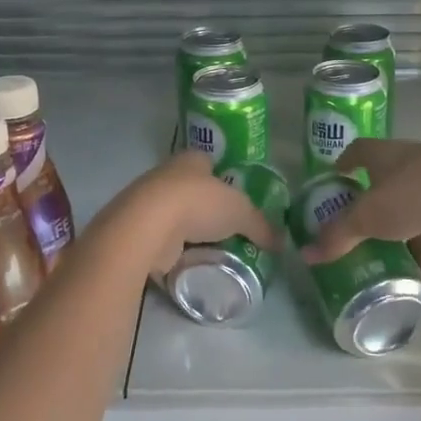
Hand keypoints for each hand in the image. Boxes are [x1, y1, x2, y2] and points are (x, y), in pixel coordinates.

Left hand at [117, 152, 280, 275]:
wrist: (148, 226)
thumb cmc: (198, 203)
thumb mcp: (241, 212)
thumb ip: (261, 226)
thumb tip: (281, 243)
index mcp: (191, 159)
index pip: (209, 162)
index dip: (223, 177)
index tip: (236, 197)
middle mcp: (167, 174)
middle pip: (192, 189)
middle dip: (207, 207)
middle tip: (229, 229)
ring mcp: (148, 203)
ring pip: (176, 214)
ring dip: (190, 230)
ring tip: (213, 250)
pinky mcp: (138, 230)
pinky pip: (163, 239)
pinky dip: (175, 249)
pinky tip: (190, 261)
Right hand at [300, 139, 420, 281]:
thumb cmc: (413, 193)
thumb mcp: (368, 217)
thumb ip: (338, 237)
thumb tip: (306, 254)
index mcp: (384, 155)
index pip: (358, 152)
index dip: (344, 164)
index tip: (334, 180)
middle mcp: (410, 165)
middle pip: (384, 186)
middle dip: (371, 211)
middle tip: (354, 235)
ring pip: (413, 215)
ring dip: (400, 239)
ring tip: (383, 266)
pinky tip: (417, 285)